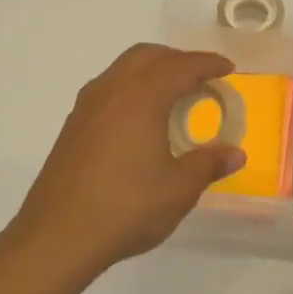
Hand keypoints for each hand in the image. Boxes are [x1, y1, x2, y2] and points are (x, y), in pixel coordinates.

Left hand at [7, 44, 243, 274]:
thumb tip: (235, 153)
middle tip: (201, 79)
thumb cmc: (127, 207)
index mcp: (141, 97)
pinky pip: (108, 90)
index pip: (181, 67)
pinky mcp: (72, 127)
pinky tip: (140, 122)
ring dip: (151, 72)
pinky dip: (132, 90)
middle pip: (147, 56)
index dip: (207, 64)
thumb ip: (208, 164)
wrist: (57, 236)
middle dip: (177, 60)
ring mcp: (86, 108)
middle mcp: (111, 91)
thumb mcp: (179, 189)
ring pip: (123, 70)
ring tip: (173, 97)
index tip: (227, 68)